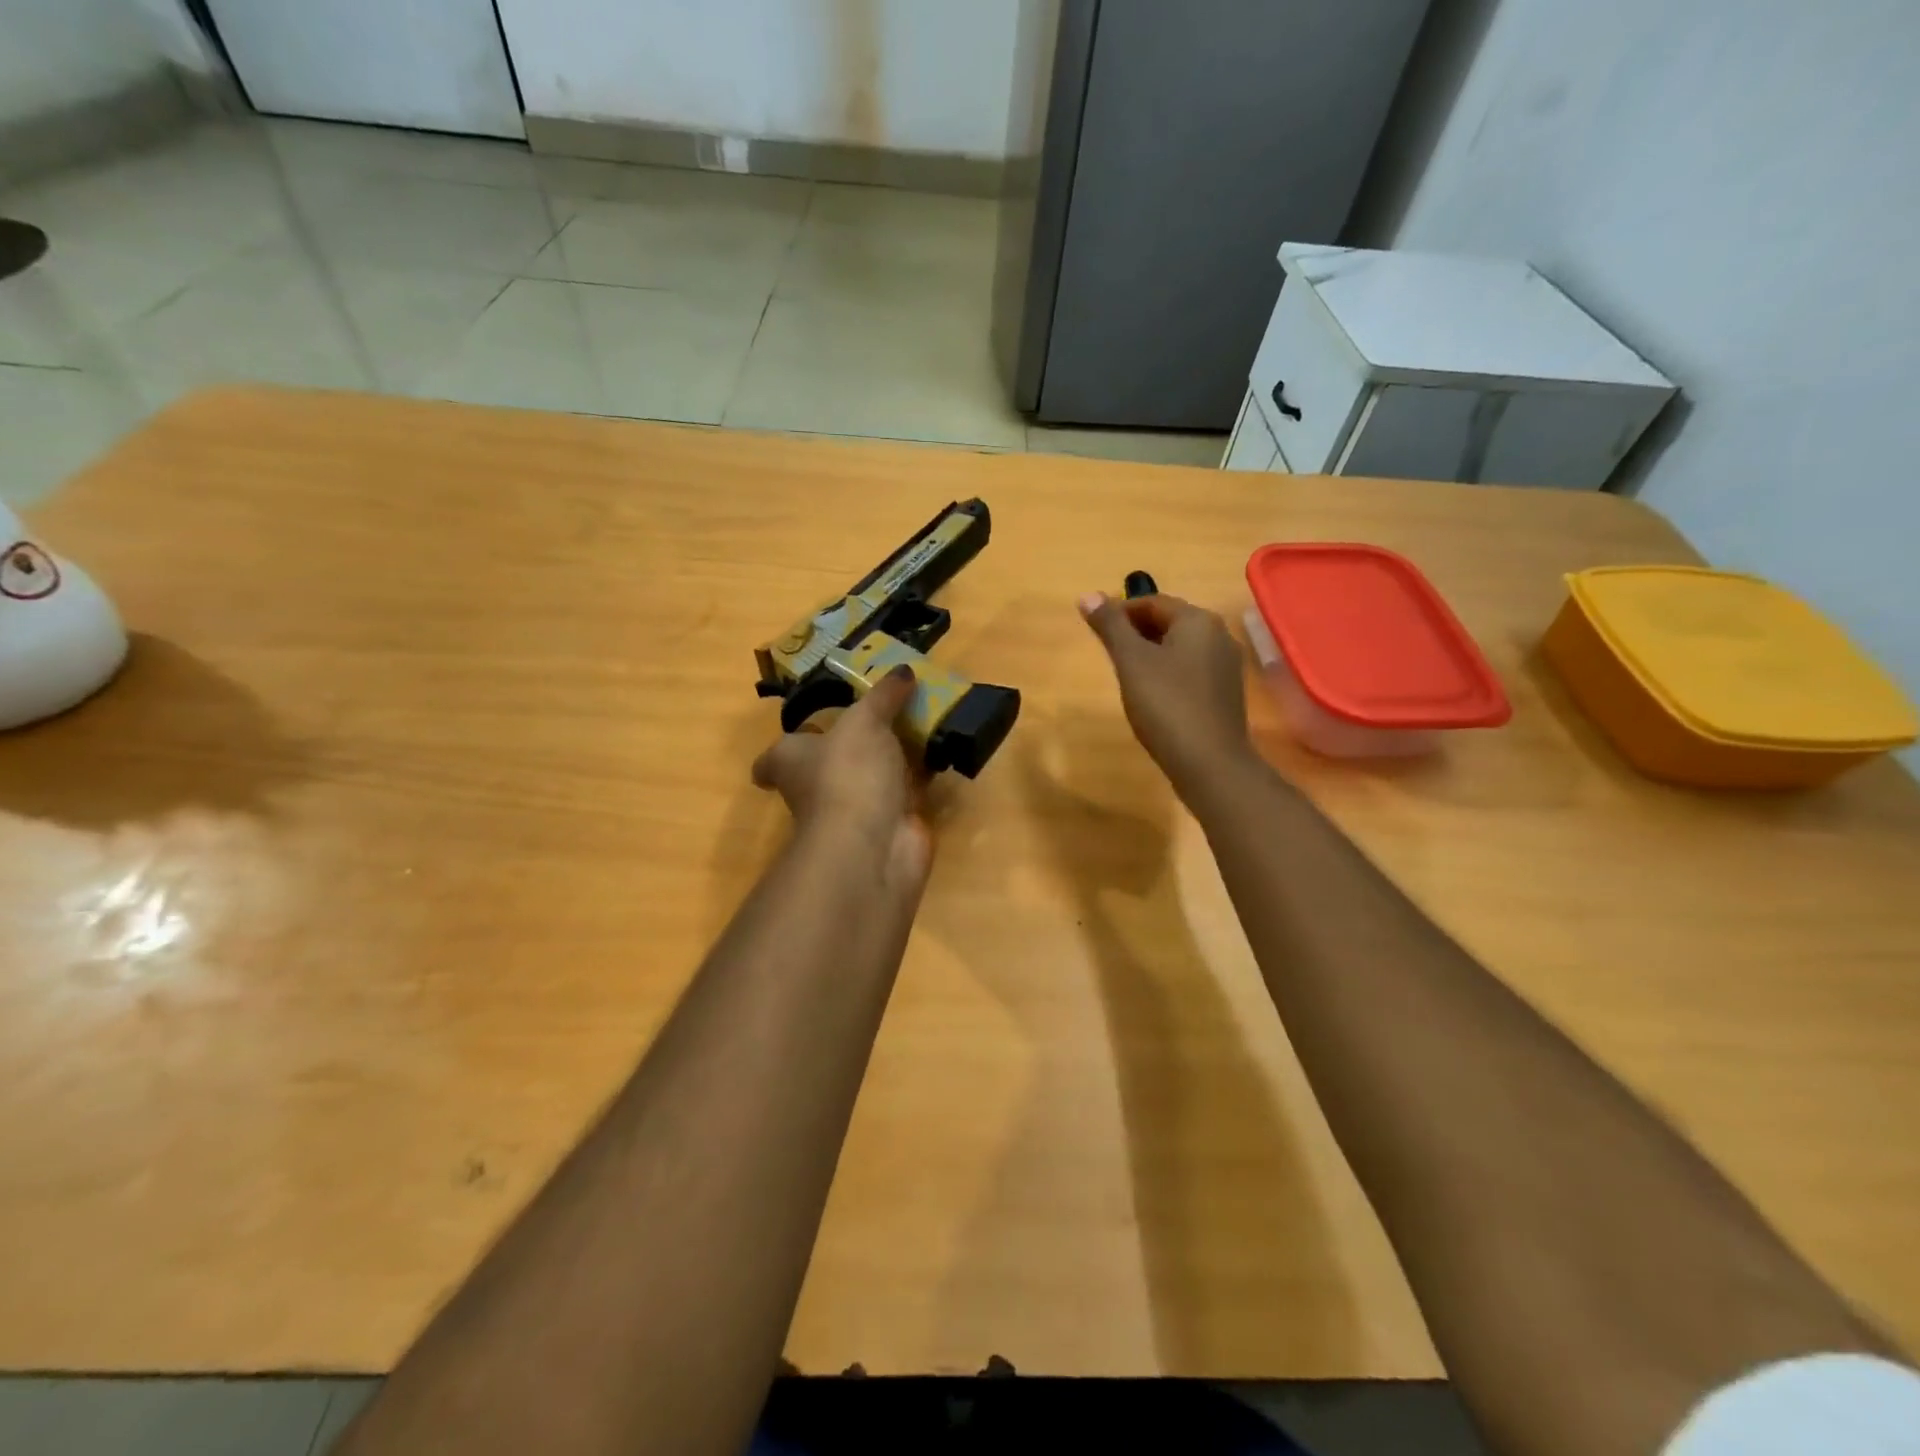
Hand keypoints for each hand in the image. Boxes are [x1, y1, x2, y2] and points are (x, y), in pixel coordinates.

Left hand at [752, 666, 931, 892]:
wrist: (874, 842)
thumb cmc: (848, 772)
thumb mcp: (864, 720)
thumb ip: (883, 696)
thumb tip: (902, 672)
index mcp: (792, 762)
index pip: (773, 759)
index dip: (786, 747)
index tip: (806, 727)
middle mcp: (816, 788)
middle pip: (828, 765)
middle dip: (852, 745)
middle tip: (883, 715)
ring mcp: (853, 810)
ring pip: (870, 778)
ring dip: (892, 759)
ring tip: (920, 724)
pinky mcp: (888, 825)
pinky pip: (904, 794)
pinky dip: (919, 778)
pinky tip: (941, 755)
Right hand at [1079, 591, 1254, 799]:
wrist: (1209, 763)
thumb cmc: (1166, 705)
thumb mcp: (1131, 662)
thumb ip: (1110, 626)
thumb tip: (1087, 595)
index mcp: (1198, 621)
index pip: (1152, 602)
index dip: (1120, 612)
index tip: (1095, 631)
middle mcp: (1219, 636)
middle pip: (1169, 622)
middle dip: (1135, 633)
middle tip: (1107, 654)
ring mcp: (1226, 666)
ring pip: (1180, 648)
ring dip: (1150, 654)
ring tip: (1125, 676)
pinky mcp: (1225, 693)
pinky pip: (1190, 671)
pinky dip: (1167, 674)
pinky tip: (1152, 696)